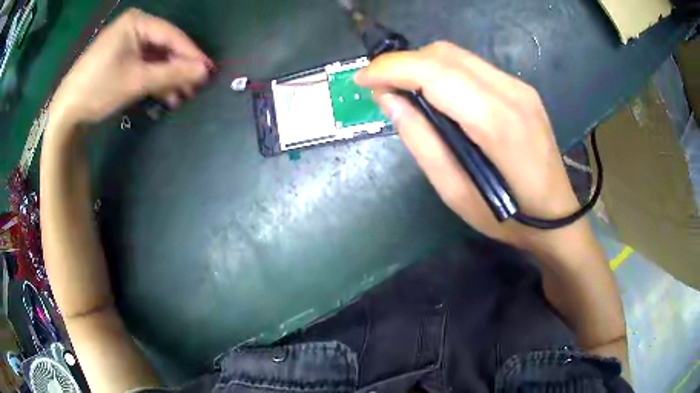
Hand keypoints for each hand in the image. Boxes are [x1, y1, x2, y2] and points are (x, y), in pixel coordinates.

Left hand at [50, 8, 211, 126]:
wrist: (66, 111)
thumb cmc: (99, 89)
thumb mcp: (136, 80)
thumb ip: (172, 74)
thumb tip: (204, 71)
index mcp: (137, 22)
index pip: (171, 35)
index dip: (191, 54)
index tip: (209, 71)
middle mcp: (133, 27)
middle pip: (164, 47)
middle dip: (178, 69)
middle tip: (194, 88)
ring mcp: (126, 42)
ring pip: (155, 58)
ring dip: (167, 78)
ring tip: (180, 97)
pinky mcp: (120, 58)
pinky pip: (143, 65)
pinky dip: (153, 79)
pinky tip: (164, 95)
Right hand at [355, 42, 582, 250]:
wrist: (557, 216)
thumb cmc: (507, 218)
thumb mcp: (455, 193)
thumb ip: (421, 141)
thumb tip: (388, 99)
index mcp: (497, 123)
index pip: (434, 73)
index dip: (391, 69)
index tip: (362, 80)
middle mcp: (511, 92)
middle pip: (444, 54)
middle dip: (403, 64)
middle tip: (382, 89)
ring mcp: (519, 87)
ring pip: (457, 55)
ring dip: (422, 66)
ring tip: (405, 92)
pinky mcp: (521, 89)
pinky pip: (472, 66)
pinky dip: (444, 72)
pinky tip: (438, 95)